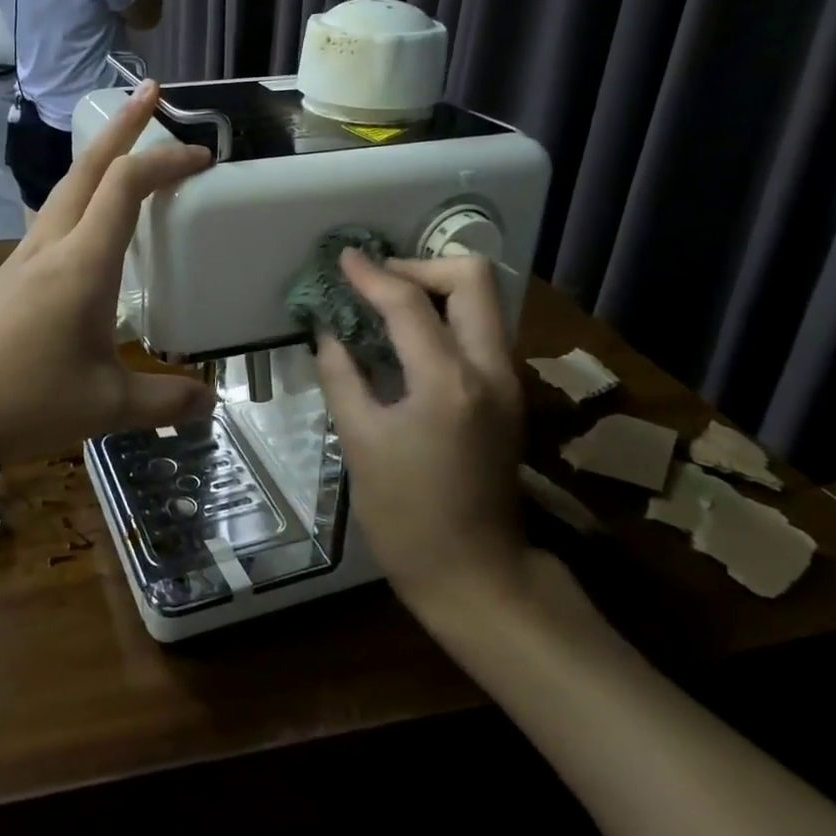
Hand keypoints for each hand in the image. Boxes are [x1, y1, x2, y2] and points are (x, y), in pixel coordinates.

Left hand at [0, 82, 214, 473]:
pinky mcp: (10, 276)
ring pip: (66, 187)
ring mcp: (24, 257)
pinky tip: (89, 222)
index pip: (127, 185)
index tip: (201, 154)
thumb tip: (209, 405)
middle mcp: (52, 245)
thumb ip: (163, 402)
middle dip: (123, 124)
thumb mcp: (106, 406)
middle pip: (88, 165)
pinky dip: (81, 195)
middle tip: (151, 92)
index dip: (166, 160)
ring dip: (98, 157)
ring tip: (126, 147)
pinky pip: (53, 217)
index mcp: (83, 262)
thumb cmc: (23, 399)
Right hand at [315, 252, 531, 607]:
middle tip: (377, 283)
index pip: (409, 303)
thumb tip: (328, 331)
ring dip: (435, 288)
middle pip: (472, 277)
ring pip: (483, 300)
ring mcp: (507, 381)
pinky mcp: (508, 395)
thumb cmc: (407, 516)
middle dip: (421, 267)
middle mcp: (490, 369)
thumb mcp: (360, 443)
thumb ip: (341, 375)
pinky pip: (480, 329)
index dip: (372, 274)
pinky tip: (408, 336)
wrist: (477, 576)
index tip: (343, 258)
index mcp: (448, 381)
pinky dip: (445, 316)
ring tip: (386, 303)